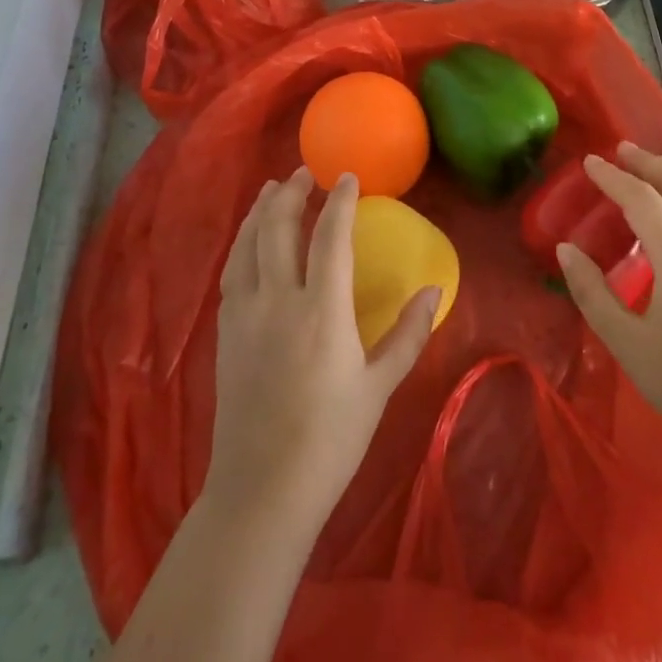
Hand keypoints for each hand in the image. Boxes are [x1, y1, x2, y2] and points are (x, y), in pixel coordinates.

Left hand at [205, 168, 440, 538]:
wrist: (262, 490)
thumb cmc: (330, 439)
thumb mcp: (379, 387)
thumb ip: (408, 334)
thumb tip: (434, 290)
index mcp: (321, 311)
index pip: (330, 237)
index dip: (340, 201)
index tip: (349, 177)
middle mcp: (278, 300)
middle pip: (279, 228)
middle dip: (293, 192)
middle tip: (306, 172)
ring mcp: (245, 314)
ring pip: (248, 244)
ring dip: (261, 210)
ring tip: (273, 189)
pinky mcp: (226, 331)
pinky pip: (232, 271)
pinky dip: (242, 243)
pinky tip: (249, 241)